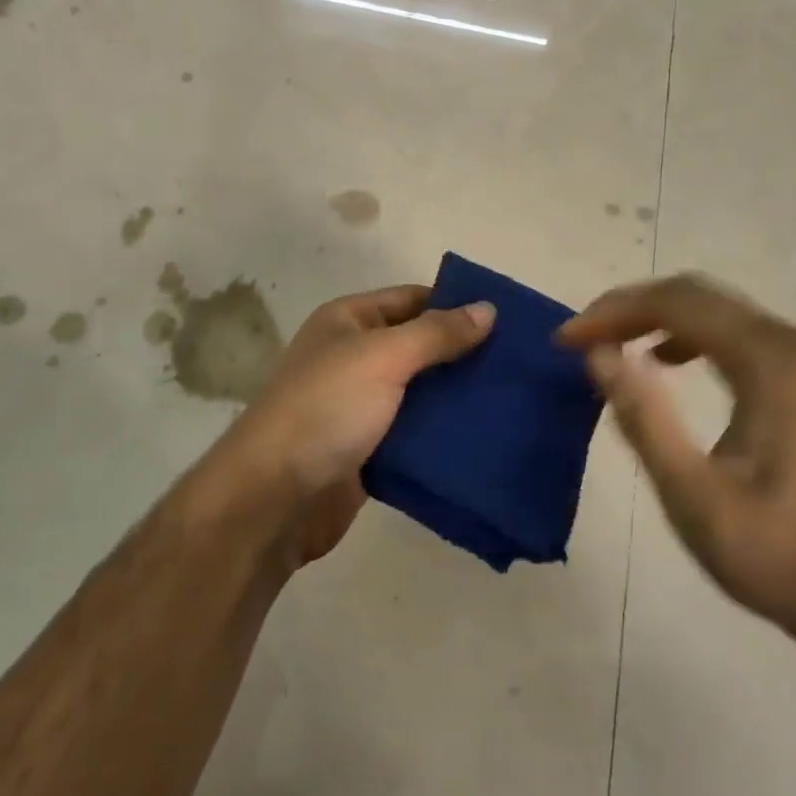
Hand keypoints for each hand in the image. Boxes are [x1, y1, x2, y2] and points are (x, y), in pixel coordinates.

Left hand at [218, 285, 493, 565]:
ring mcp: (361, 404)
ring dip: (458, 395)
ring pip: (421, 391)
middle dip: (464, 353)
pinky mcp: (370, 448)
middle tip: (520, 364)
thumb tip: (488, 308)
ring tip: (512, 398)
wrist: (276, 497)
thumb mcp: (383, 357)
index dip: (456, 305)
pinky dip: (443, 432)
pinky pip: (415, 431)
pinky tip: (485, 435)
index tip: (509, 320)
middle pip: (420, 345)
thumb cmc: (327, 408)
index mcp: (349, 321)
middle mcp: (354, 356)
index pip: (413, 299)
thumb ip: (437, 333)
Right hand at [557, 273, 795, 638]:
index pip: (678, 304)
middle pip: (696, 296)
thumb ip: (645, 419)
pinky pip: (733, 333)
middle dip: (629, 309)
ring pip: (714, 310)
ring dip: (654, 318)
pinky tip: (662, 361)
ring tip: (608, 346)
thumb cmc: (778, 555)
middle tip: (580, 340)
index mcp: (772, 362)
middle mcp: (792, 344)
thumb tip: (598, 354)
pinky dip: (685, 336)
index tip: (565, 340)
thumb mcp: (695, 497)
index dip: (613, 312)